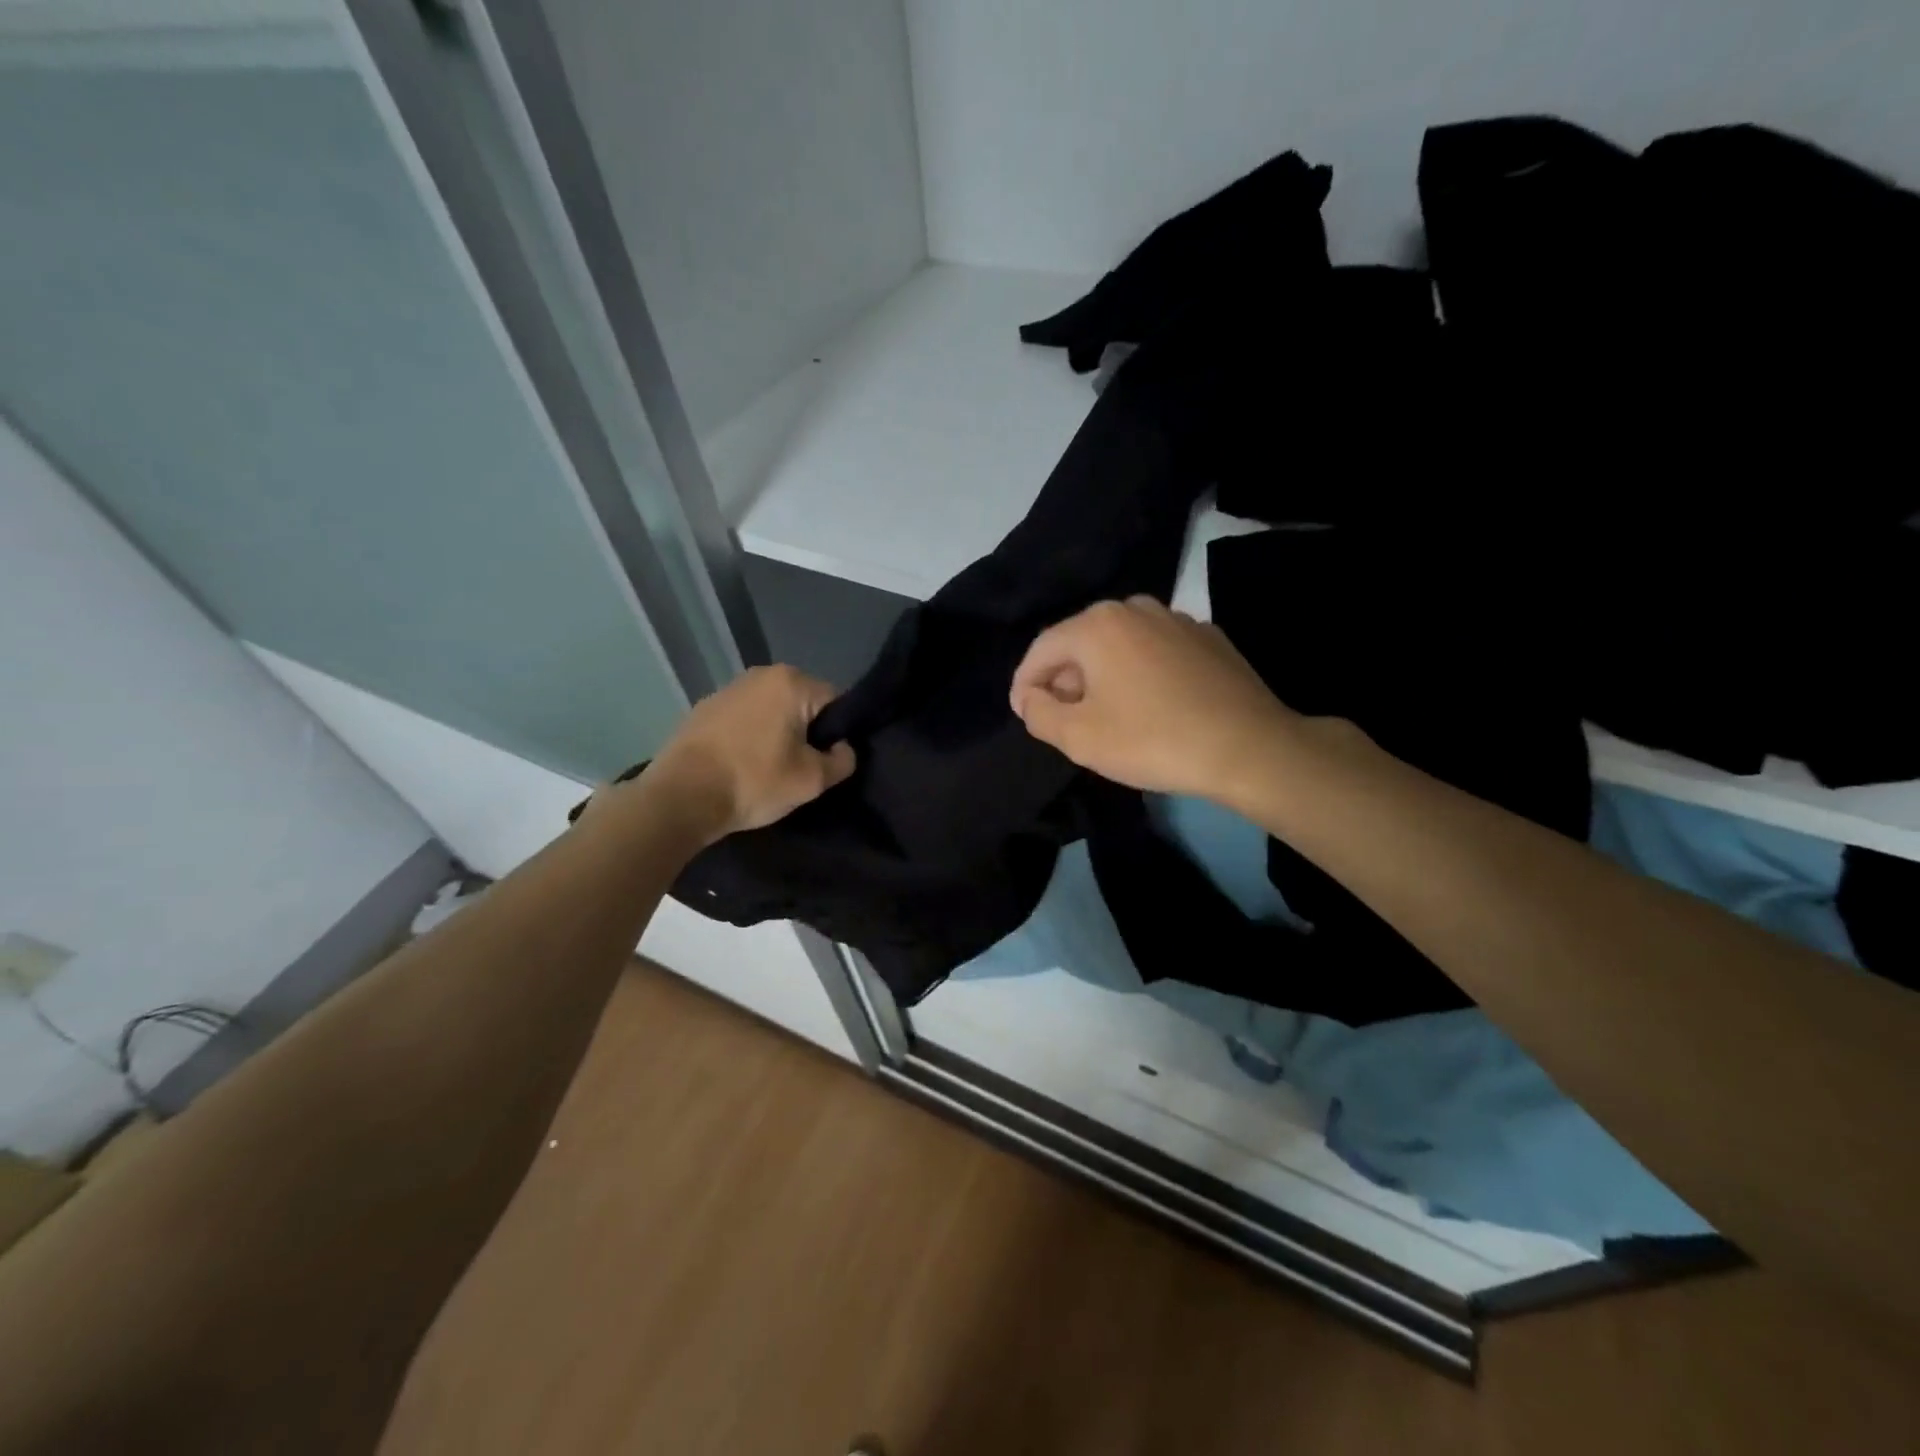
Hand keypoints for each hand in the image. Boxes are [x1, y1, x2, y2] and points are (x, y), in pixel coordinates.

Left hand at [647, 665, 856, 839]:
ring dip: (778, 733)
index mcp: (791, 682)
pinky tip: (742, 765)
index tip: (828, 761)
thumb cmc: (754, 782)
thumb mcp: (812, 780)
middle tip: (801, 768)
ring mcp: (728, 688)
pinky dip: (750, 736)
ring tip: (770, 769)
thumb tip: (843, 748)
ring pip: (772, 710)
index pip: (836, 701)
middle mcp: (760, 674)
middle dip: (808, 731)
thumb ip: (842, 760)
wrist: (680, 797)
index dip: (839, 733)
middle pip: (803, 703)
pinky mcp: (704, 708)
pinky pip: (744, 719)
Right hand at [1010, 596, 1299, 802]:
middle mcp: (1135, 608)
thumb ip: (1039, 714)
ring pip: (1119, 645)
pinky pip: (1155, 652)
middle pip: (1080, 643)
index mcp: (1097, 624)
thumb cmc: (1152, 740)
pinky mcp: (1208, 638)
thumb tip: (1032, 697)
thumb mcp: (1078, 738)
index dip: (1024, 684)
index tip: (1025, 715)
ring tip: (1106, 714)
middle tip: (1063, 719)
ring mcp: (1177, 619)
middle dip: (1064, 680)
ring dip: (1102, 676)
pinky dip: (1140, 673)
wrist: (1248, 747)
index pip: (1041, 650)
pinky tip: (1150, 706)